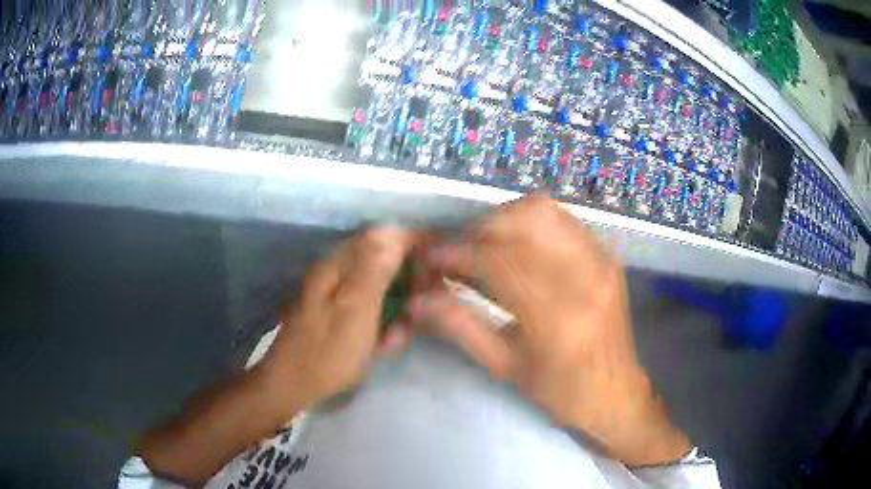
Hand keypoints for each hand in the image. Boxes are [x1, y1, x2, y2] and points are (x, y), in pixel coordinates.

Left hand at [259, 228, 415, 417]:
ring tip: (396, 336)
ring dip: (395, 305)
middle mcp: (336, 268)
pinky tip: (383, 341)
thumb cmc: (328, 353)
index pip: (385, 235)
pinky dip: (381, 318)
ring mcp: (334, 289)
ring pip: (378, 282)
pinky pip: (368, 302)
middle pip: (383, 257)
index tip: (437, 267)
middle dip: (407, 281)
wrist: (292, 383)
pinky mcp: (335, 307)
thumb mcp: (355, 312)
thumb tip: (393, 230)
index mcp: (339, 264)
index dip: (414, 245)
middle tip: (417, 310)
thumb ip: (374, 270)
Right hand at [411, 195, 690, 465]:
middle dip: (480, 228)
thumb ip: (461, 327)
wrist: (615, 391)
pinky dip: (532, 223)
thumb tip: (419, 300)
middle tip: (460, 249)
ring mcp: (601, 260)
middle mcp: (584, 276)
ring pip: (546, 211)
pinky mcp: (607, 256)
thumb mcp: (505, 368)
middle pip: (523, 222)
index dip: (458, 253)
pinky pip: (564, 220)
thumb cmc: (560, 390)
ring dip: (506, 218)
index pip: (499, 261)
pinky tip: (519, 244)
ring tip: (487, 242)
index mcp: (557, 316)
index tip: (432, 257)